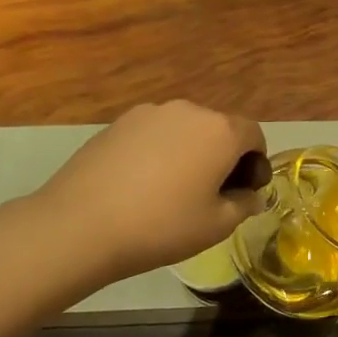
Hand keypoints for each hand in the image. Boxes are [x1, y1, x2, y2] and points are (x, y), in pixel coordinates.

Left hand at [39, 102, 266, 278]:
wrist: (80, 225)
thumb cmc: (162, 225)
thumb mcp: (217, 225)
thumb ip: (244, 204)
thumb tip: (250, 196)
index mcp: (220, 130)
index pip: (254, 135)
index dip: (257, 163)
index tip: (246, 192)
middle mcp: (188, 110)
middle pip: (219, 129)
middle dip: (225, 157)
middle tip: (214, 194)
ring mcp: (149, 113)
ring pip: (185, 130)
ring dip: (192, 153)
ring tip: (175, 190)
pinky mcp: (118, 124)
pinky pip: (154, 135)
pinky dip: (161, 153)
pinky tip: (144, 185)